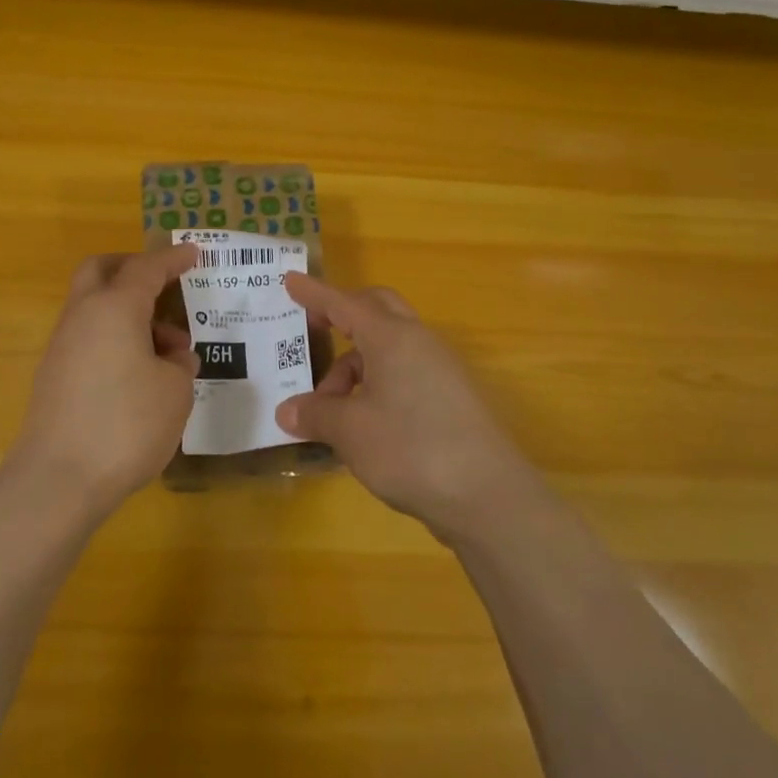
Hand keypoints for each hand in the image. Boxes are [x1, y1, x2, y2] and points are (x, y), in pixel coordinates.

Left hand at [9, 245, 201, 514]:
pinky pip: (88, 338)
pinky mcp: (54, 376)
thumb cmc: (126, 425)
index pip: (146, 268)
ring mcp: (62, 346)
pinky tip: (140, 373)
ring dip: (127, 312)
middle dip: (132, 268)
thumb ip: (179, 364)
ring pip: (93, 306)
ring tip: (168, 350)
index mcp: (114, 308)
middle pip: (100, 270)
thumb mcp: (174, 392)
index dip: (173, 259)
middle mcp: (82, 317)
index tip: (194, 253)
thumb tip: (172, 357)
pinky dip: (114, 338)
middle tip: (163, 284)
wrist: (58, 480)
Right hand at [277, 274, 538, 540]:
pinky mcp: (451, 399)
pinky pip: (402, 374)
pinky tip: (361, 424)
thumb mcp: (350, 432)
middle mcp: (418, 342)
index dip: (313, 292)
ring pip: (388, 348)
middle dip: (341, 315)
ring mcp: (439, 370)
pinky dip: (375, 386)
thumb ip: (315, 414)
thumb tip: (288, 411)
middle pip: (376, 310)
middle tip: (312, 332)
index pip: (344, 303)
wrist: (489, 497)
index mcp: (392, 338)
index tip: (288, 279)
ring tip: (329, 410)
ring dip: (354, 366)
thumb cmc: (411, 449)